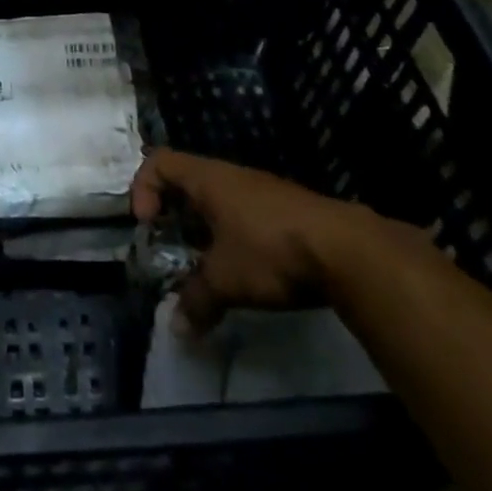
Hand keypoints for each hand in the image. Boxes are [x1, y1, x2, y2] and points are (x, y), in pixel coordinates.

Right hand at [131, 148, 389, 333]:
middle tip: (173, 249)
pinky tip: (249, 270)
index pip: (159, 162)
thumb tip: (177, 329)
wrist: (348, 251)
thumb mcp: (226, 280)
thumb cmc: (270, 251)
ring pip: (220, 200)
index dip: (143, 188)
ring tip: (210, 266)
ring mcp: (263, 191)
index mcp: (208, 179)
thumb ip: (196, 300)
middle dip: (174, 214)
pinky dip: (236, 237)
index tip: (148, 225)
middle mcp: (232, 176)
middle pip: (188, 180)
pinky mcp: (288, 211)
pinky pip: (247, 214)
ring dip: (206, 229)